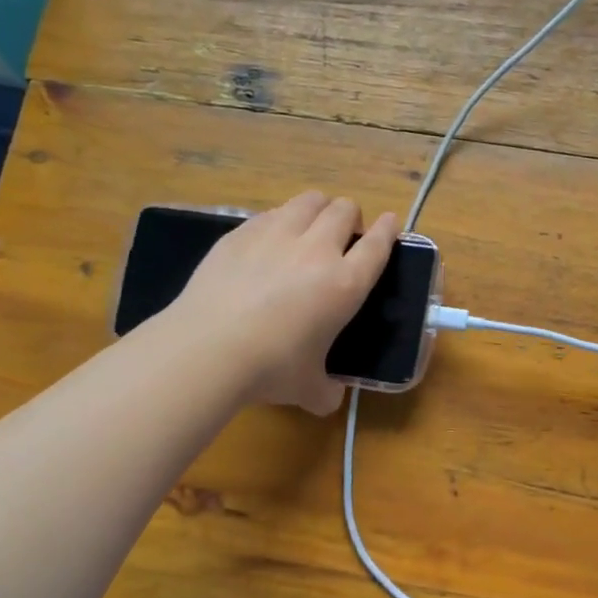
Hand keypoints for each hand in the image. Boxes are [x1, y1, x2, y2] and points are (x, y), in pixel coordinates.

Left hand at [163, 192, 399, 413]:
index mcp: (345, 284)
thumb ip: (326, 389)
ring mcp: (277, 234)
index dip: (387, 230)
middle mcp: (317, 250)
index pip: (377, 245)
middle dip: (351, 217)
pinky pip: (272, 212)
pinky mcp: (241, 232)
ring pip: (310, 200)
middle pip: (345, 210)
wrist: (207, 349)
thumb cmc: (270, 369)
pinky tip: (270, 240)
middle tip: (343, 236)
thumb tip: (329, 397)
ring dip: (319, 209)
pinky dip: (281, 220)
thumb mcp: (309, 388)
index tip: (390, 222)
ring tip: (310, 227)